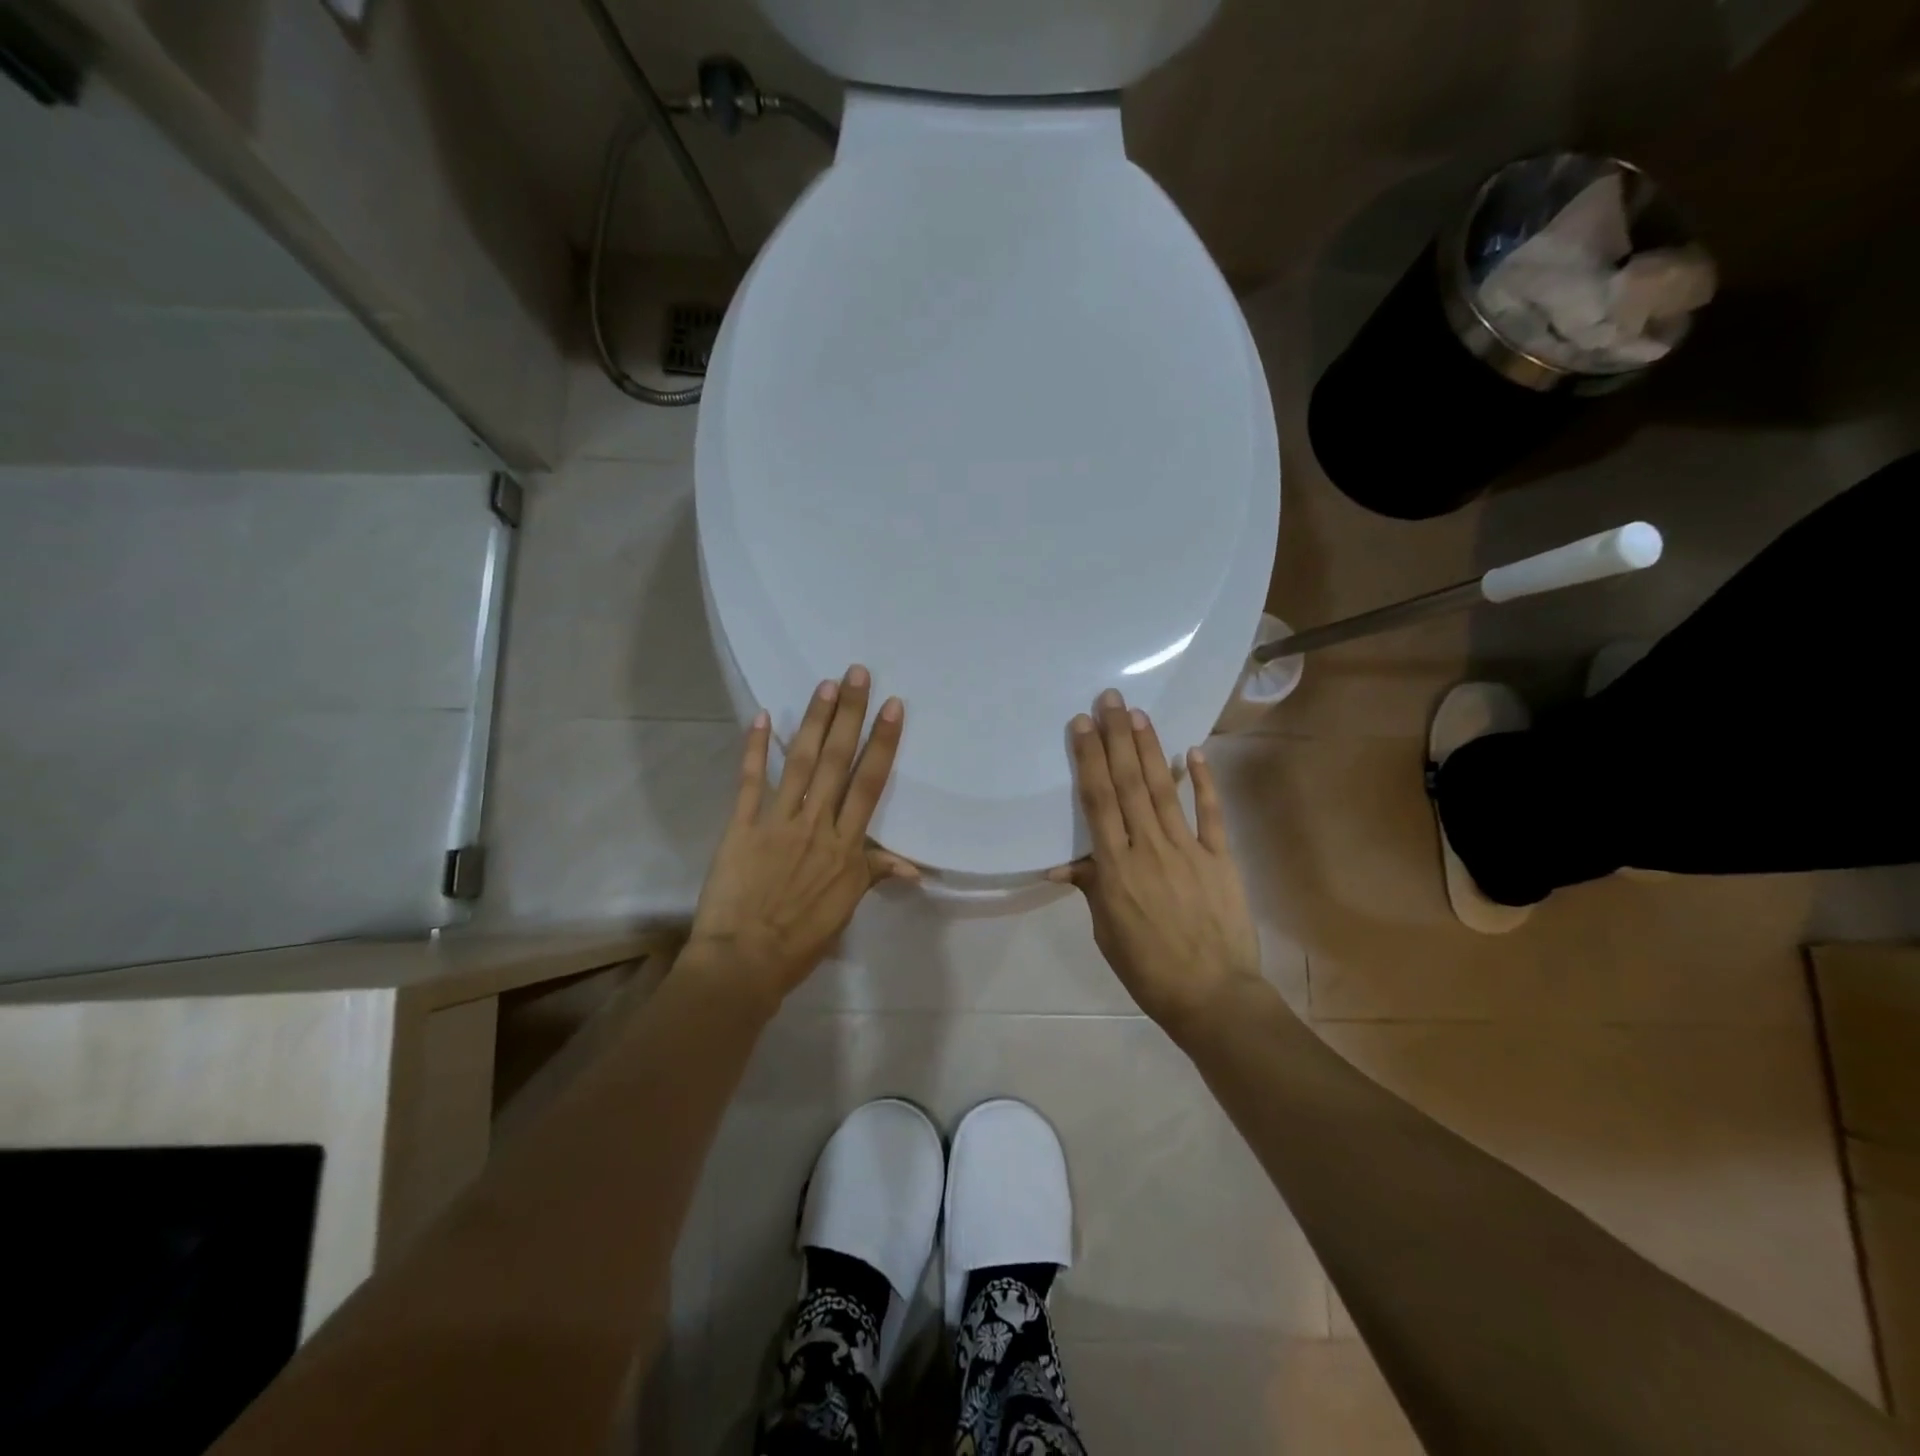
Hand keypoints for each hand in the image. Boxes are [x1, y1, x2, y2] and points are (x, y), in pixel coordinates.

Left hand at [686, 666, 915, 1004]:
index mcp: (846, 846)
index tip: (892, 707)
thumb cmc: (802, 938)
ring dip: (813, 721)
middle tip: (857, 673)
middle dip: (849, 715)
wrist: (745, 960)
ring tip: (825, 685)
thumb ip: (873, 874)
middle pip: (838, 761)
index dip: (883, 743)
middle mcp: (817, 824)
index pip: (870, 785)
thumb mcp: (845, 907)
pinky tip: (761, 717)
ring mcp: (778, 822)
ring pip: (801, 763)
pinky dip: (755, 748)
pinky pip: (750, 781)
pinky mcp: (742, 826)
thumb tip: (915, 866)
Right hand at [1049, 690, 1262, 1037]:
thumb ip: (1091, 888)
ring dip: (1150, 749)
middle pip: (1129, 784)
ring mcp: (1188, 850)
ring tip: (1138, 714)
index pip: (1098, 802)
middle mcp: (1148, 849)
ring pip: (1164, 790)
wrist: (1212, 996)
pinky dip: (1204, 782)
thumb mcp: (1106, 931)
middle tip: (1109, 699)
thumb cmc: (1147, 968)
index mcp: (1115, 869)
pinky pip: (1210, 814)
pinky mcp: (1220, 858)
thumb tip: (1061, 864)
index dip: (1089, 760)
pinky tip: (1195, 752)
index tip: (1082, 725)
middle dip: (1116, 738)